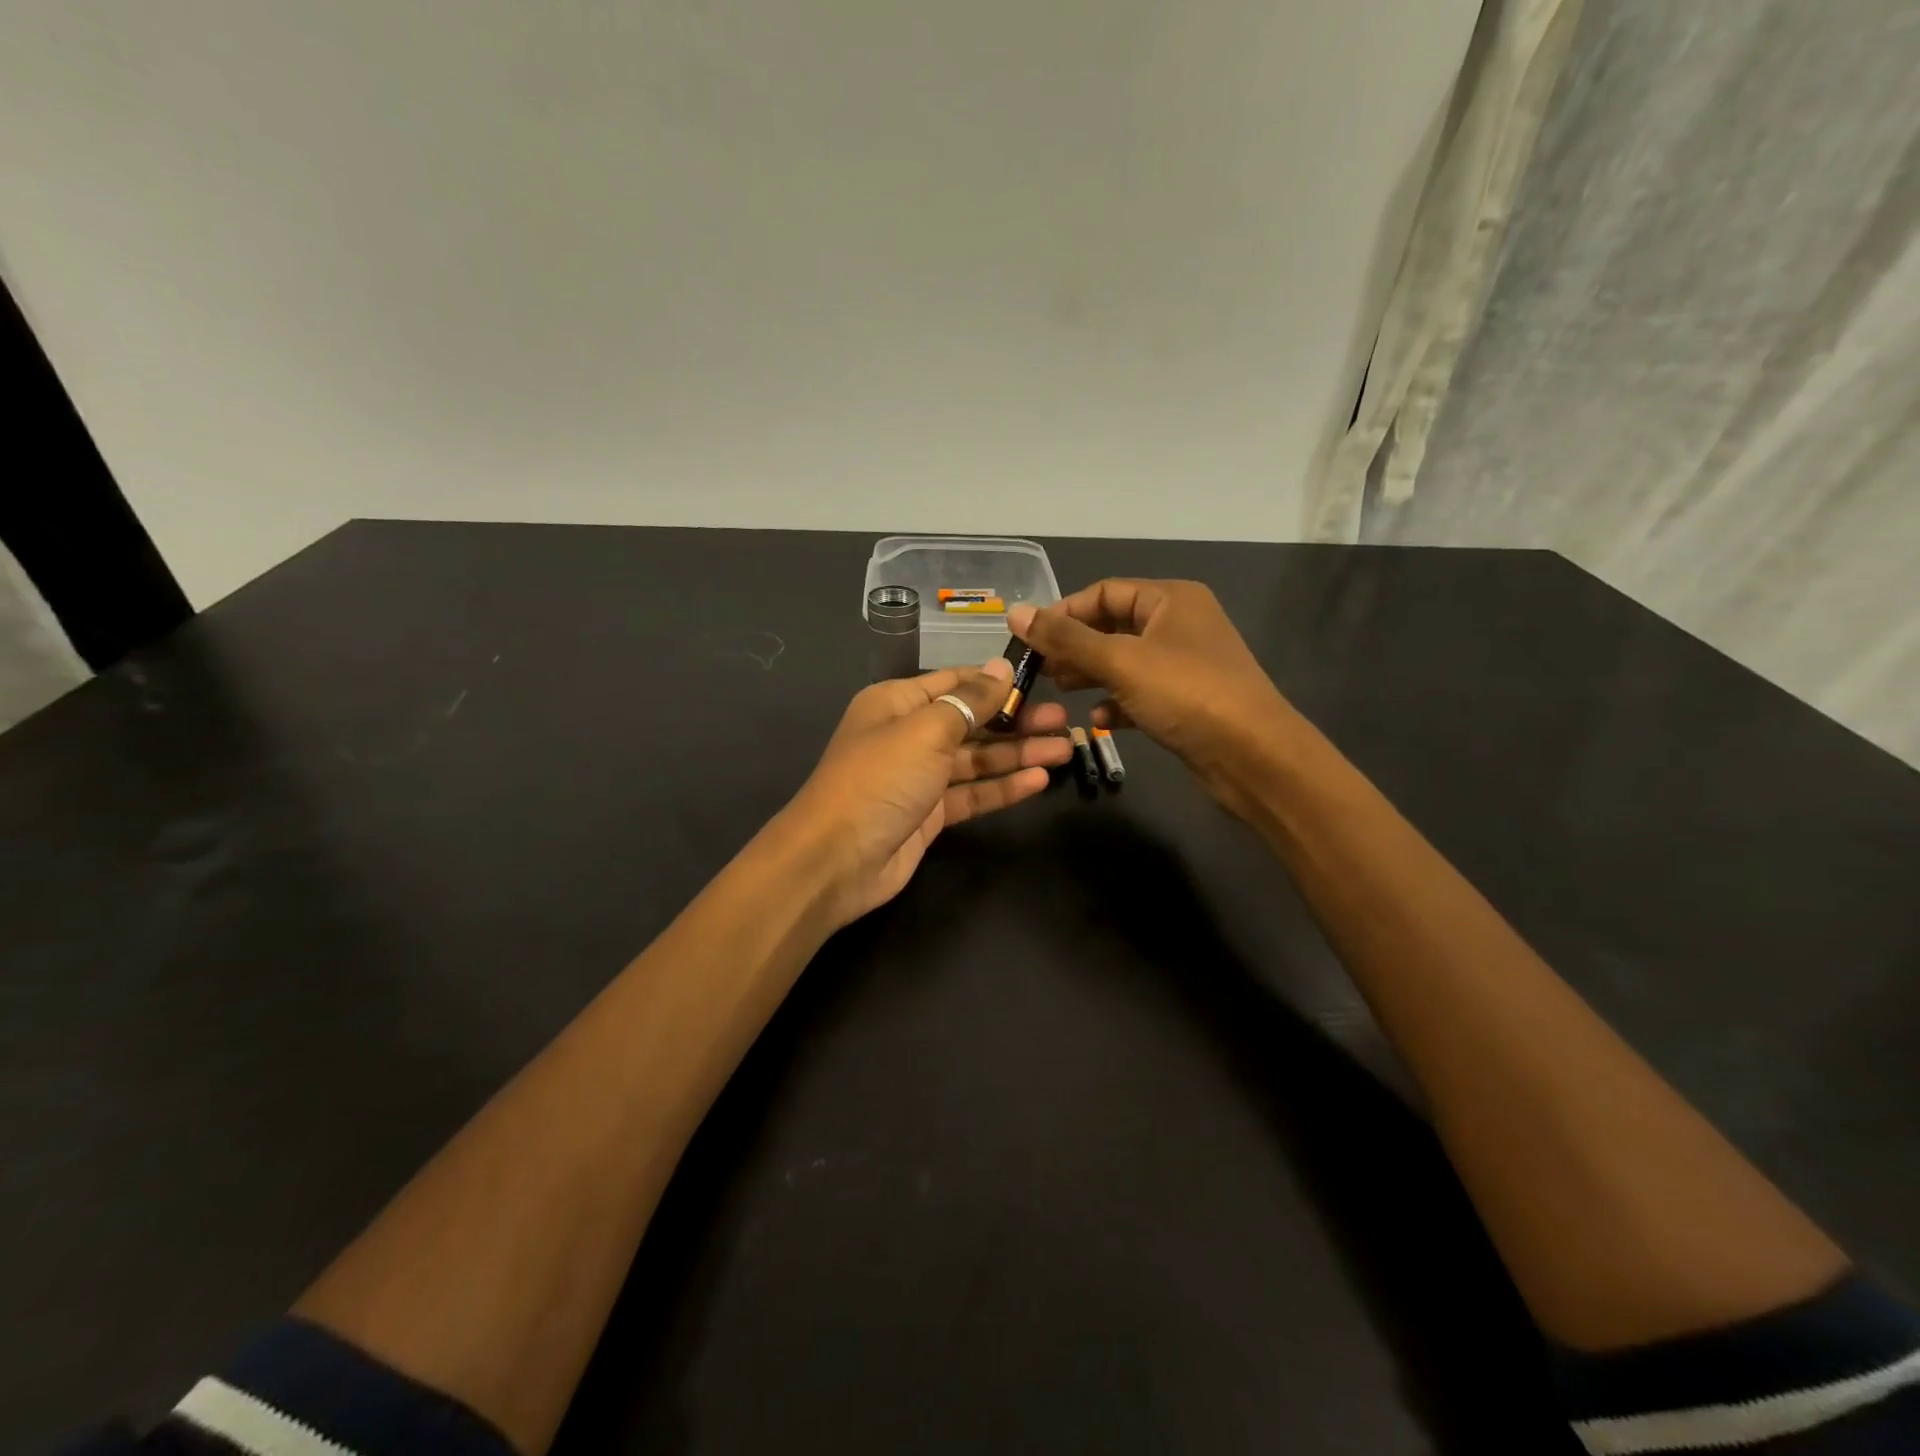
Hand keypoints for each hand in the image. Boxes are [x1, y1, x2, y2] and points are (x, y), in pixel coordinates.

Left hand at [780, 659, 1071, 929]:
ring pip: (976, 760)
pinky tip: (1039, 781)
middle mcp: (908, 735)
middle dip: (1015, 720)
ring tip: (1065, 749)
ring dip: (1017, 754)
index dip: (996, 681)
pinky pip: (972, 794)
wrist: (835, 861)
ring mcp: (919, 778)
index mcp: (897, 703)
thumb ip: (969, 701)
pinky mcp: (929, 815)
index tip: (1040, 680)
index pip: (955, 682)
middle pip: (970, 721)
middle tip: (1064, 720)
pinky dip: (1003, 788)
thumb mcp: (926, 731)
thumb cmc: (879, 780)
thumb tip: (1000, 668)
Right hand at [1008, 581, 1291, 820]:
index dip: (1064, 612)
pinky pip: (1142, 693)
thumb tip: (1016, 613)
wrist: (1253, 756)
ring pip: (1125, 662)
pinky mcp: (1188, 701)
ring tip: (1058, 692)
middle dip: (1075, 647)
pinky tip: (1098, 721)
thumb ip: (1066, 639)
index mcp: (1171, 599)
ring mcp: (1186, 665)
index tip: (1029, 639)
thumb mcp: (1120, 662)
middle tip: (1039, 670)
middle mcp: (1180, 625)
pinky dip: (1118, 703)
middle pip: (1113, 627)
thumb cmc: (1186, 694)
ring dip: (1091, 675)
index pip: (1105, 592)